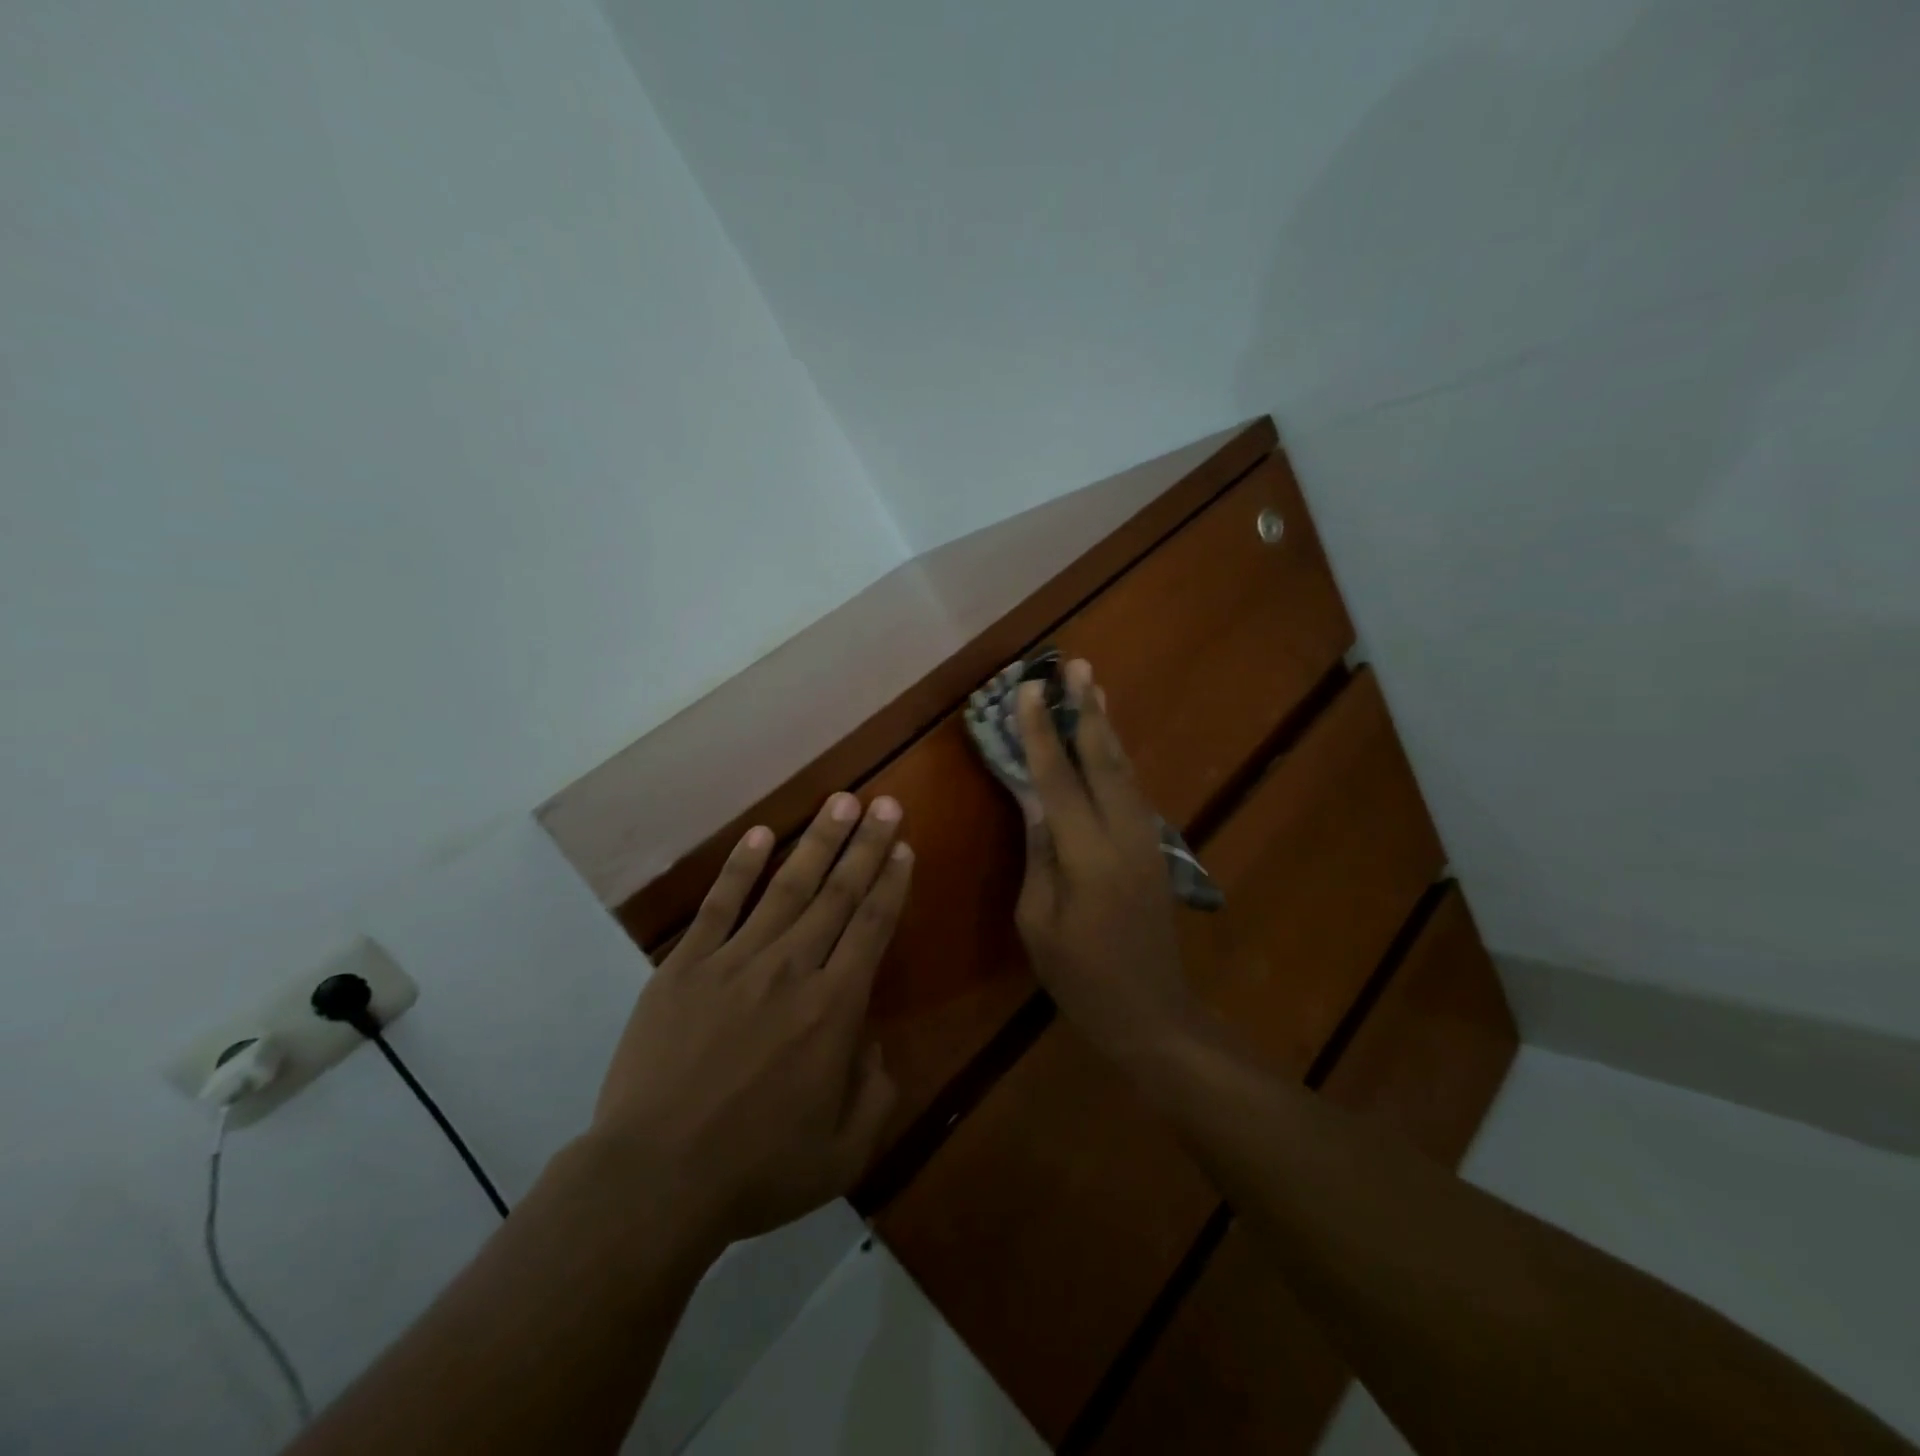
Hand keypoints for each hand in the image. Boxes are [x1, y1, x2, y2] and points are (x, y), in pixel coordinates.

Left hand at [586, 793, 910, 1256]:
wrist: (654, 1180)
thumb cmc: (756, 1170)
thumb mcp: (844, 1154)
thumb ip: (876, 1093)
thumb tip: (875, 1044)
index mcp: (834, 1008)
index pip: (872, 927)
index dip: (891, 882)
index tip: (903, 847)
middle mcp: (792, 969)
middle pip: (838, 893)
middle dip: (866, 844)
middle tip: (885, 802)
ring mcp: (735, 961)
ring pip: (787, 887)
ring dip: (817, 840)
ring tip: (840, 800)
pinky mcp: (685, 967)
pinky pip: (719, 905)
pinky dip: (740, 866)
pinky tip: (759, 834)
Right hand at [1014, 659, 1195, 1057]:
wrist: (1154, 1015)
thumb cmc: (1083, 978)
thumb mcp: (1039, 923)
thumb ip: (1038, 856)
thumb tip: (1035, 804)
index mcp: (1088, 855)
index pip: (1058, 780)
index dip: (1042, 733)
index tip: (1029, 690)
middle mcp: (1124, 835)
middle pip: (1104, 760)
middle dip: (1088, 710)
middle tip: (1076, 664)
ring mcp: (1145, 840)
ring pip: (1124, 770)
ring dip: (1107, 726)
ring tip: (1094, 685)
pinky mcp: (1153, 849)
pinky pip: (1131, 790)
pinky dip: (1116, 758)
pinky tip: (1107, 742)